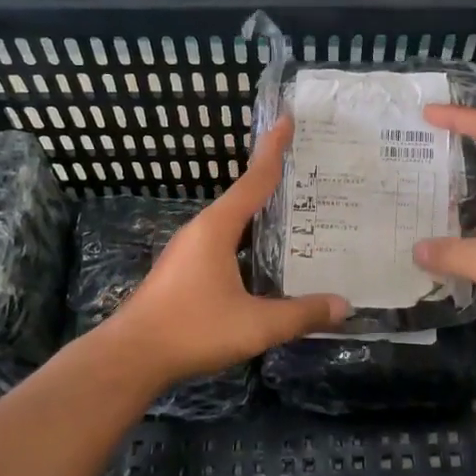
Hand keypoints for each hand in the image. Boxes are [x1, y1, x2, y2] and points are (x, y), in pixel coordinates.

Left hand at [101, 118, 348, 380]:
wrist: (131, 357)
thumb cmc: (193, 329)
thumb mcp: (256, 324)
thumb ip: (301, 314)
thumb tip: (344, 305)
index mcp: (218, 227)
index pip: (254, 179)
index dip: (273, 149)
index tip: (287, 118)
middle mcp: (202, 230)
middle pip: (244, 195)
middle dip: (273, 179)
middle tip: (307, 170)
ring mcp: (189, 250)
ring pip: (232, 221)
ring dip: (260, 213)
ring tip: (293, 212)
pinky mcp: (183, 270)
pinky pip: (223, 241)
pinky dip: (247, 237)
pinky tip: (263, 257)